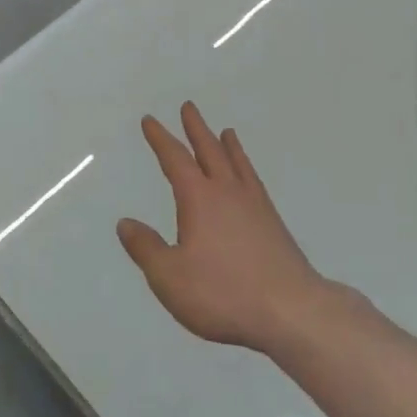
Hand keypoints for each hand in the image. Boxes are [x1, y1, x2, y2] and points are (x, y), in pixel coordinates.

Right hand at [118, 102, 336, 355]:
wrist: (290, 310)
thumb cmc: (223, 293)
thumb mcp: (170, 277)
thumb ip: (146, 248)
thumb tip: (125, 223)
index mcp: (199, 199)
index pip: (175, 160)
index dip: (160, 139)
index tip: (150, 121)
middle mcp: (228, 193)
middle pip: (209, 151)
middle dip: (196, 129)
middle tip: (189, 107)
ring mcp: (255, 206)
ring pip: (237, 164)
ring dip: (227, 145)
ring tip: (226, 131)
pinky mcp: (274, 224)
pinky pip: (255, 182)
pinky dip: (248, 169)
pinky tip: (249, 179)